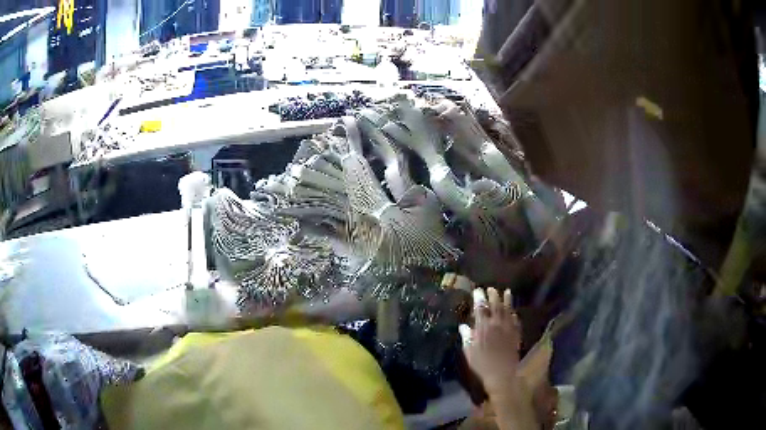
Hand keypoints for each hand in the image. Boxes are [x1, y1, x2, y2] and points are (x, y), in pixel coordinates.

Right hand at [459, 287, 521, 395]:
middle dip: (493, 296)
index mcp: (484, 327)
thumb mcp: (469, 351)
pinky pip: (516, 321)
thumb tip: (463, 326)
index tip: (478, 290)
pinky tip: (514, 312)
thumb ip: (467, 337)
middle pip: (496, 306)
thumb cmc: (481, 364)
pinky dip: (514, 315)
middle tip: (491, 288)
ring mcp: (508, 328)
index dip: (479, 298)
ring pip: (508, 310)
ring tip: (507, 292)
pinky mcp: (516, 335)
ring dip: (507, 300)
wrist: (501, 373)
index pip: (481, 308)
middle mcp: (497, 324)